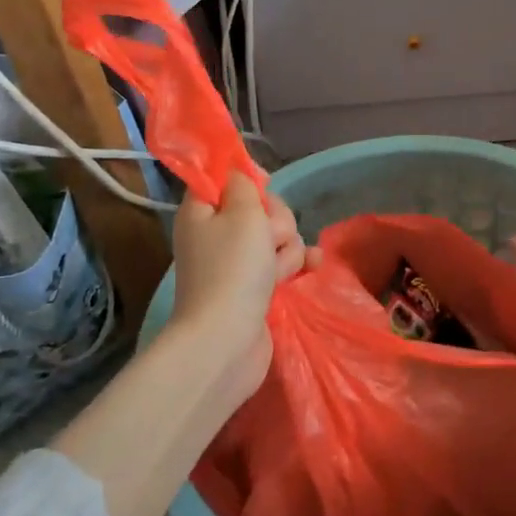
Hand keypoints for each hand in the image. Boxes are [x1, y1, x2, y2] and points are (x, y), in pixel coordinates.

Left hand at [170, 174, 305, 396]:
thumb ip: (245, 185)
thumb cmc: (232, 269)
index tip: (264, 187)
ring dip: (287, 248)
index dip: (247, 178)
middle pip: (259, 208)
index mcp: (202, 212)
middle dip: (275, 220)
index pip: (224, 179)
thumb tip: (239, 173)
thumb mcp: (242, 213)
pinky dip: (297, 265)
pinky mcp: (256, 288)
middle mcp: (217, 235)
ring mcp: (237, 264)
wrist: (226, 341)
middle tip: (269, 238)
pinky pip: (283, 264)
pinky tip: (313, 267)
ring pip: (277, 237)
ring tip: (278, 271)